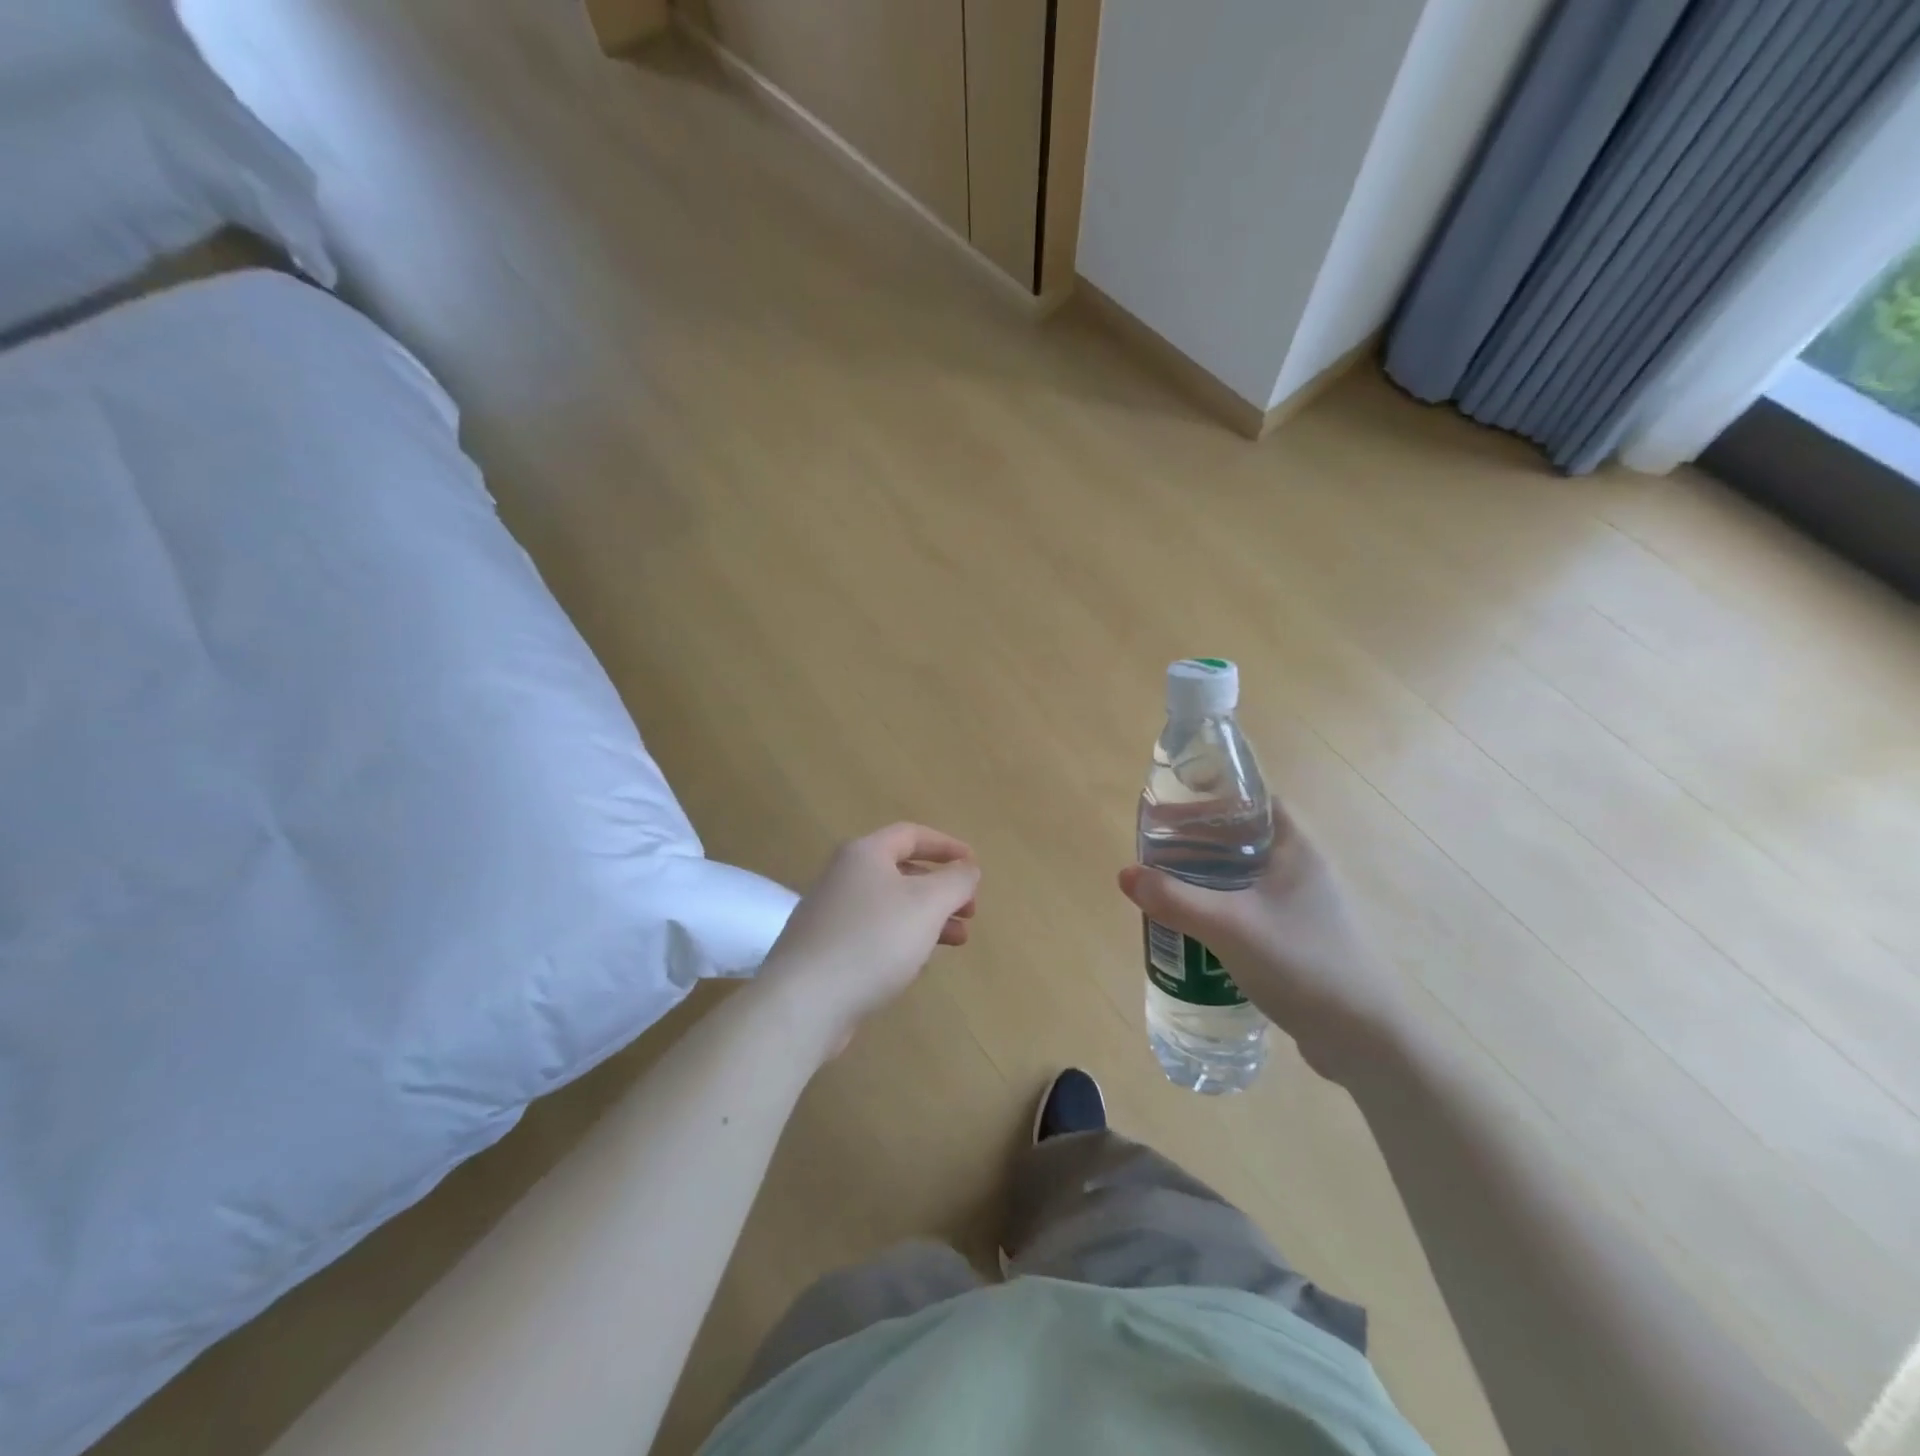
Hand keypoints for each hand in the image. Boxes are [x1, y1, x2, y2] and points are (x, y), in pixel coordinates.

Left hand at [760, 823, 979, 1053]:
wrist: (803, 1002)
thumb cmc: (873, 941)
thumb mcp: (927, 904)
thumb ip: (956, 881)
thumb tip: (967, 869)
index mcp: (864, 855)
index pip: (911, 835)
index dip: (947, 846)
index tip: (974, 865)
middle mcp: (843, 877)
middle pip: (901, 871)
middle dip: (941, 888)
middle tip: (971, 910)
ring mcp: (830, 915)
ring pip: (890, 906)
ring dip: (928, 918)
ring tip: (958, 940)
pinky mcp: (824, 951)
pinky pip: (873, 935)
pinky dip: (902, 940)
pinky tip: (918, 964)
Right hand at [1119, 798, 1404, 1081]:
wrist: (1366, 1040)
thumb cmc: (1302, 964)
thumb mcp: (1229, 927)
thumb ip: (1175, 899)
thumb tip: (1126, 874)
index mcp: (1296, 848)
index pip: (1252, 801)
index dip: (1211, 798)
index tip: (1171, 810)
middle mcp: (1303, 869)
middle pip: (1242, 840)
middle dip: (1198, 843)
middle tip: (1156, 854)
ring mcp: (1304, 907)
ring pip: (1244, 878)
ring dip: (1207, 879)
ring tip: (1167, 889)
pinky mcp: (1299, 939)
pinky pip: (1251, 910)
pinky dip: (1221, 910)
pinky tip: (1196, 930)